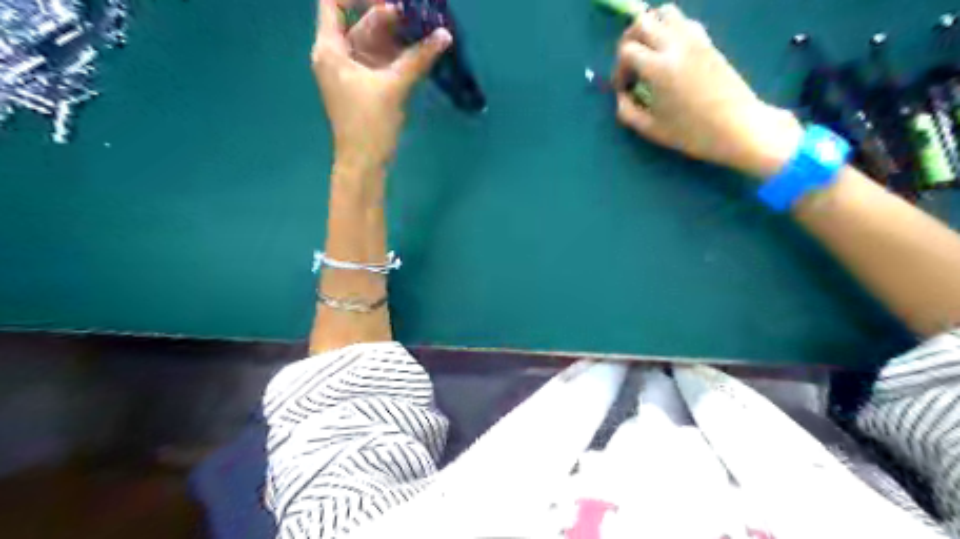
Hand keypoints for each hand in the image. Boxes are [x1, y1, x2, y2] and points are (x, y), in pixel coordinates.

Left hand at [312, 0, 453, 167]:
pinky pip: (382, 62)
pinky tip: (420, 51)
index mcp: (331, 50)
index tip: (391, 0)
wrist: (364, 164)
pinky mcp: (366, 87)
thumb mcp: (393, 87)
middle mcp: (338, 56)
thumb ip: (418, 59)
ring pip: (374, 43)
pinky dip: (398, 55)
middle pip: (361, 23)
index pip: (333, 3)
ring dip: (398, 37)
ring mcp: (353, 72)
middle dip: (389, 16)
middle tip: (418, 14)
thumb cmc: (369, 124)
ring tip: (424, 29)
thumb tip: (444, 35)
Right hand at [615, 3, 803, 177]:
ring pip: (665, 12)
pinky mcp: (708, 42)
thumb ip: (627, 112)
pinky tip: (670, 53)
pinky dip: (671, 29)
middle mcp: (675, 45)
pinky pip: (684, 21)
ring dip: (651, 28)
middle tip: (630, 64)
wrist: (737, 126)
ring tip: (649, 52)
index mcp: (659, 68)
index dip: (618, 69)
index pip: (627, 50)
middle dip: (629, 41)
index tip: (624, 88)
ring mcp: (694, 40)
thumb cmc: (691, 132)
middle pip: (642, 22)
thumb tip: (621, 96)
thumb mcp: (651, 129)